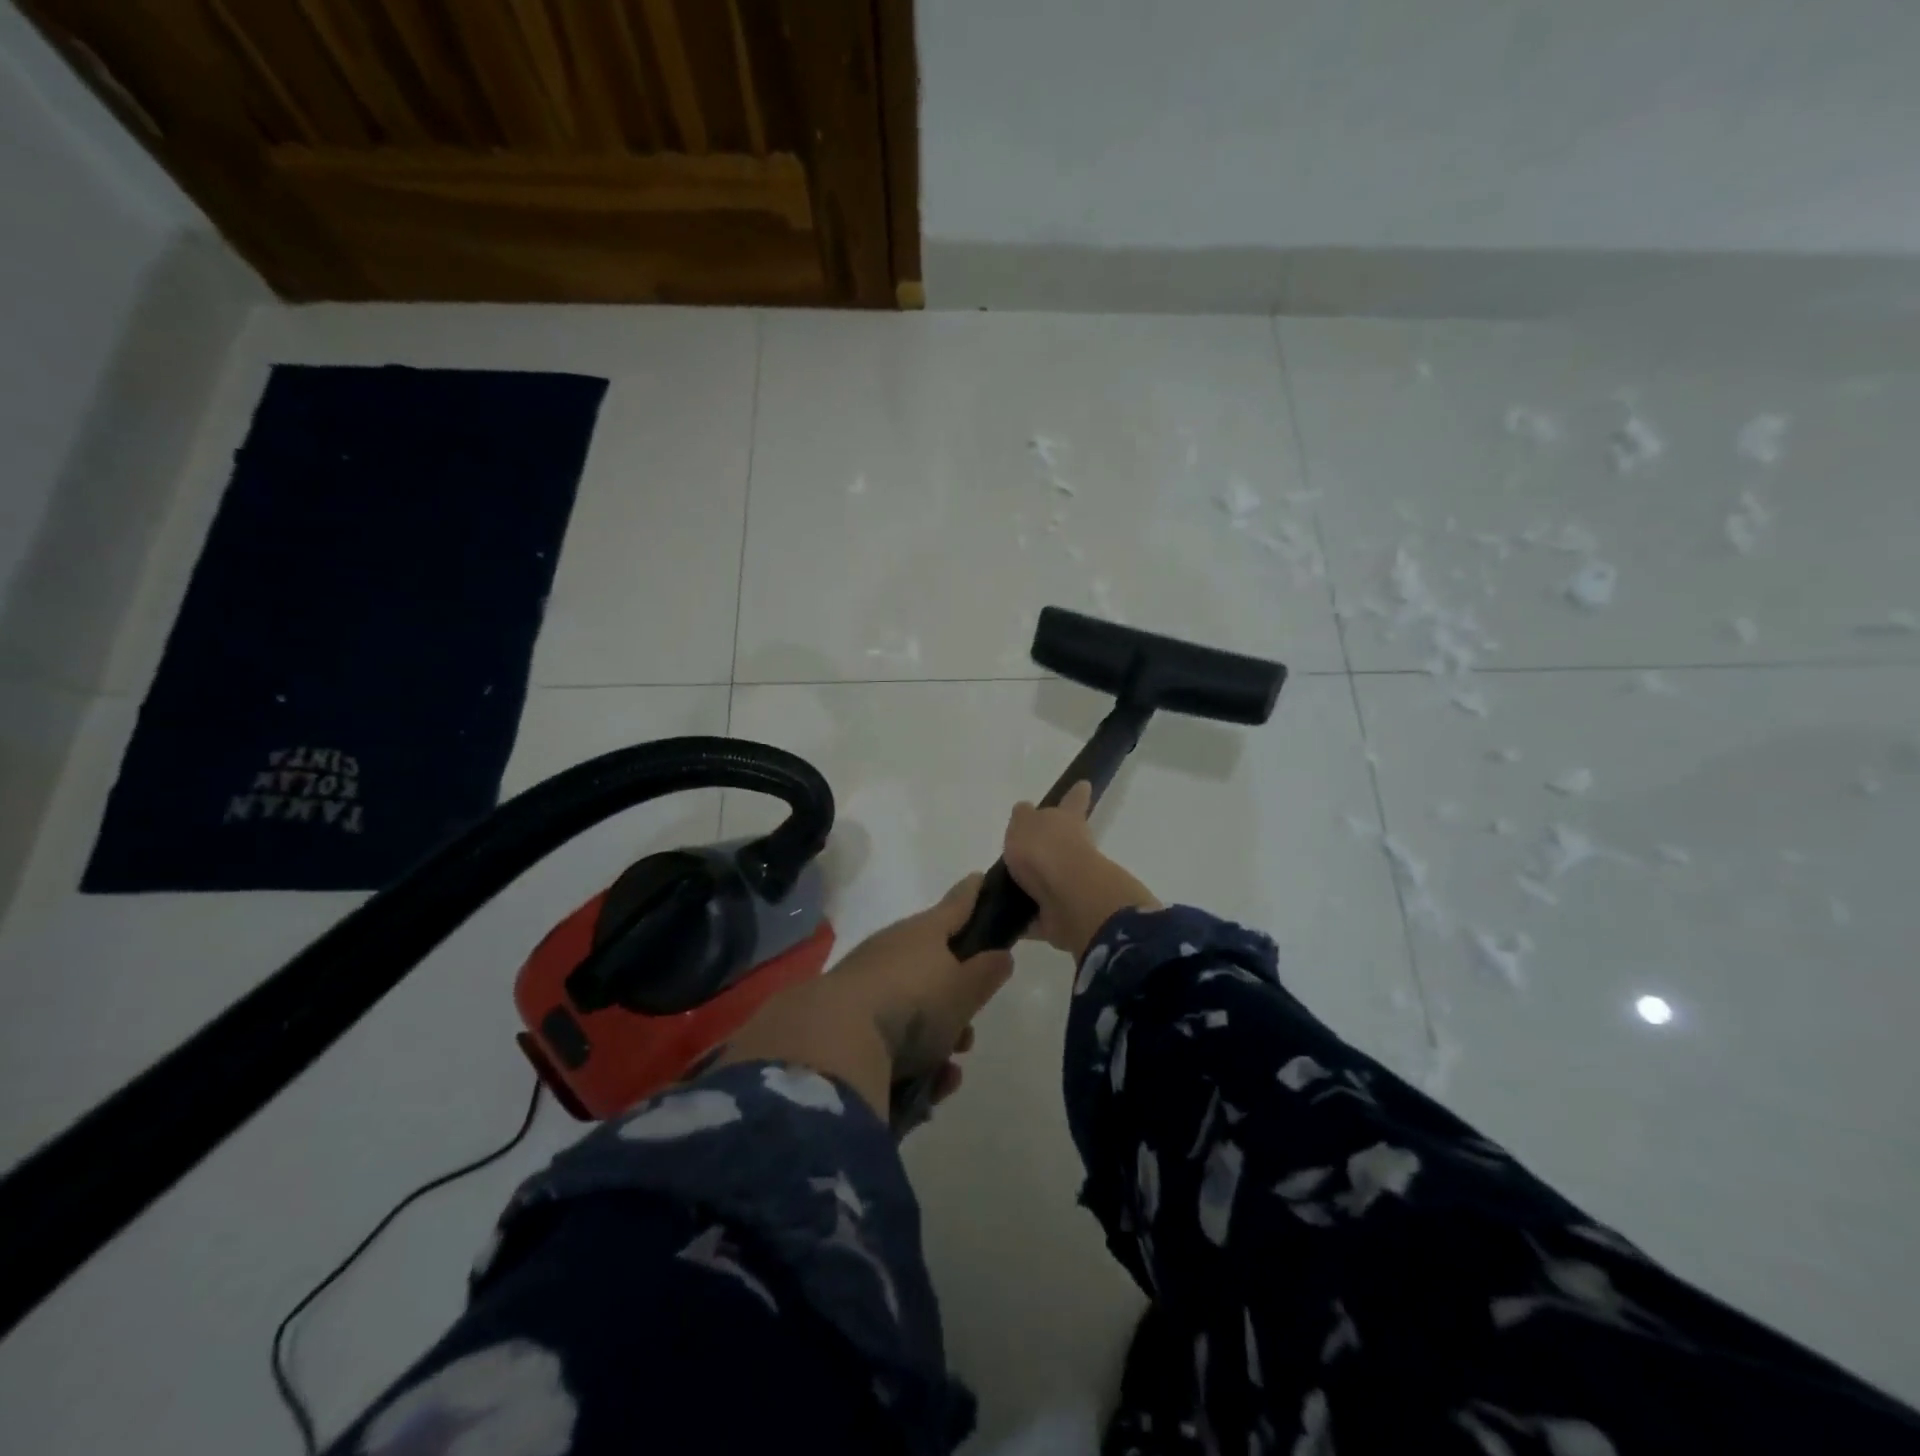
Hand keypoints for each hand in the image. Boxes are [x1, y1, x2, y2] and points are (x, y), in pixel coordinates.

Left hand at [717, 876, 1013, 1118]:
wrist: (834, 1041)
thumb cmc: (913, 1004)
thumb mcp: (964, 990)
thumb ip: (987, 972)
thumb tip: (1000, 954)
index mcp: (923, 931)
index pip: (956, 904)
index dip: (973, 894)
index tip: (981, 880)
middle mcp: (893, 949)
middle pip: (934, 965)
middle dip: (956, 999)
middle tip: (969, 1029)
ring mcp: (865, 983)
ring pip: (913, 1006)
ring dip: (936, 1037)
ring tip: (949, 1069)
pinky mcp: (845, 1020)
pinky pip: (889, 1036)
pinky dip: (912, 1060)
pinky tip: (926, 1089)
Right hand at [1002, 782, 1159, 959]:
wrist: (1068, 898)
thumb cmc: (1045, 849)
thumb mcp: (1024, 823)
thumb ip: (1023, 818)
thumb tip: (1025, 811)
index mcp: (1067, 821)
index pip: (1073, 801)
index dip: (1076, 795)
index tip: (1084, 785)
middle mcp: (1074, 850)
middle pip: (1062, 844)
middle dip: (1048, 848)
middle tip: (1022, 853)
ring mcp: (1071, 884)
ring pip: (1050, 881)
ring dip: (1033, 886)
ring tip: (1003, 890)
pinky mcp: (1063, 915)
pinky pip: (1038, 916)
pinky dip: (1025, 919)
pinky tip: (1002, 921)